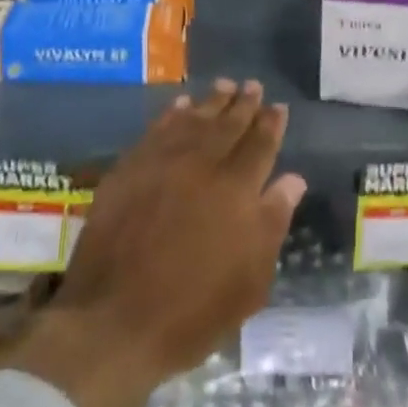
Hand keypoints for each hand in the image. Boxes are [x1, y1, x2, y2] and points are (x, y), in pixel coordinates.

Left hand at [3, 81, 305, 406]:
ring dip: (212, 101)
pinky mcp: (130, 168)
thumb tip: (293, 180)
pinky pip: (157, 129)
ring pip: (195, 120)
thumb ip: (272, 222)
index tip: (278, 106)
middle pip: (229, 125)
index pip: (260, 145)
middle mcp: (203, 165)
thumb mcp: (250, 281)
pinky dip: (172, 114)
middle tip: (253, 85)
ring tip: (224, 85)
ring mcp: (163, 163)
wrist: (114, 322)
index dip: (271, 124)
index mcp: (237, 190)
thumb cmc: (192, 312)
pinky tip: (181, 105)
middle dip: (244, 104)